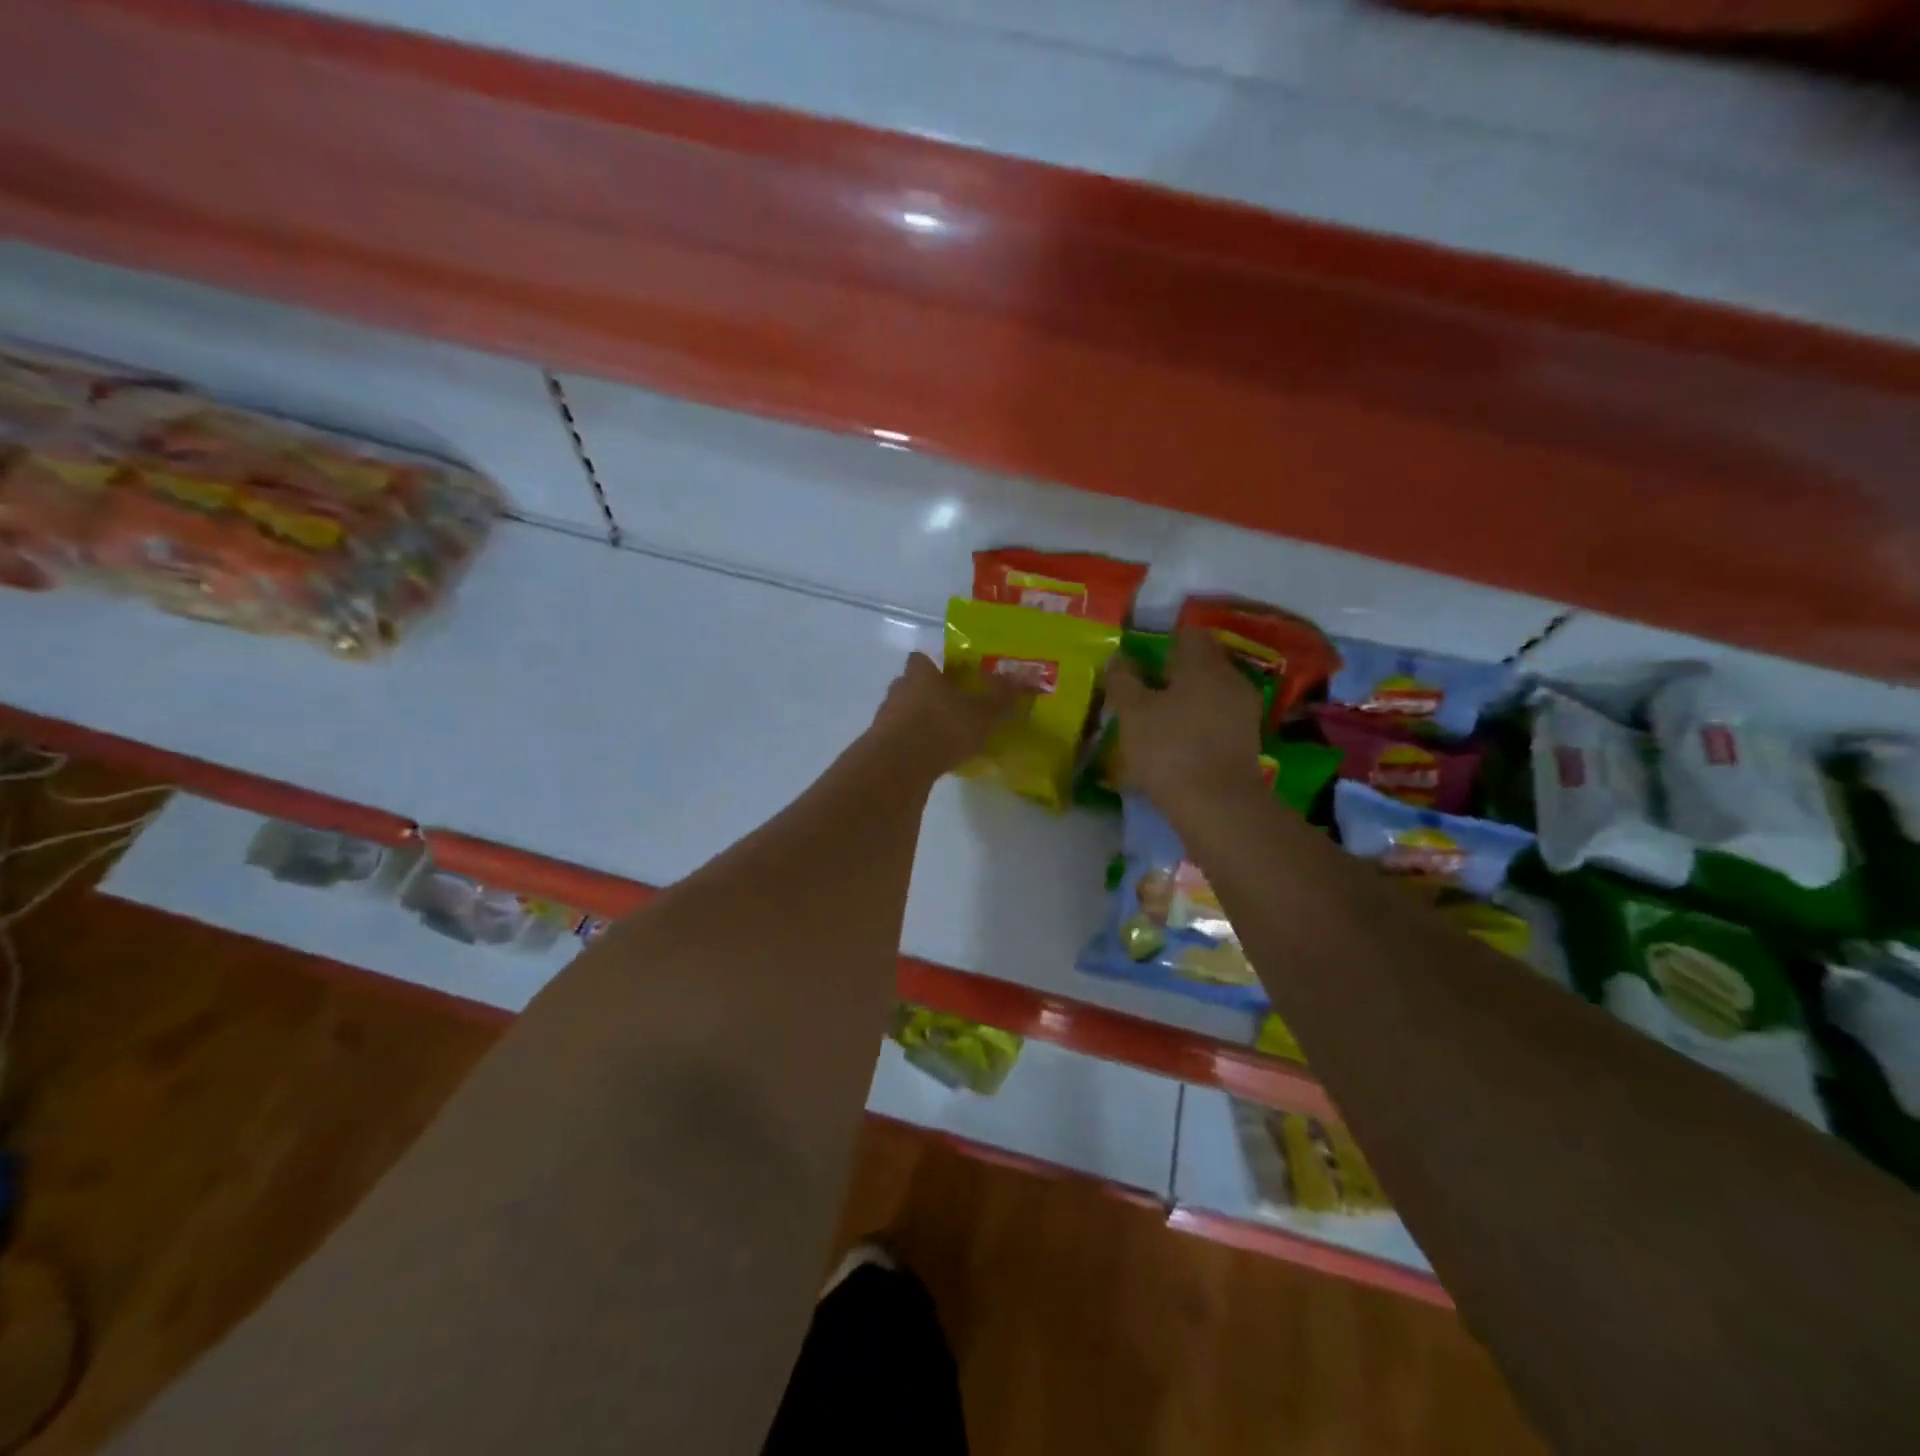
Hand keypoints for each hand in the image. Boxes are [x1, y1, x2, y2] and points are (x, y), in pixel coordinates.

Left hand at [869, 652, 1021, 778]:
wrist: (898, 765)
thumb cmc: (943, 727)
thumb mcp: (982, 713)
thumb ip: (1002, 696)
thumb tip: (1028, 676)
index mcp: (920, 673)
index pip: (921, 659)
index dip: (934, 666)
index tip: (951, 677)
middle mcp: (899, 689)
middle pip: (912, 685)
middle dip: (930, 695)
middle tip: (953, 708)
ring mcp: (885, 717)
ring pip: (905, 711)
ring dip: (921, 721)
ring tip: (945, 737)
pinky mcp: (880, 744)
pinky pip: (900, 737)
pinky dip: (914, 744)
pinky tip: (931, 757)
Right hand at [1105, 629, 1265, 817]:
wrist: (1218, 805)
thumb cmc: (1169, 749)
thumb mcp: (1132, 712)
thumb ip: (1123, 679)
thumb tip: (1119, 656)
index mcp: (1203, 663)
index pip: (1188, 634)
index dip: (1163, 641)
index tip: (1140, 659)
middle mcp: (1230, 678)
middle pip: (1201, 663)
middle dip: (1174, 673)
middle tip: (1144, 691)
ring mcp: (1244, 710)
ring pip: (1211, 692)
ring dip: (1187, 700)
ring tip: (1158, 720)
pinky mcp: (1247, 740)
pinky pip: (1218, 718)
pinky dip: (1199, 723)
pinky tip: (1179, 742)